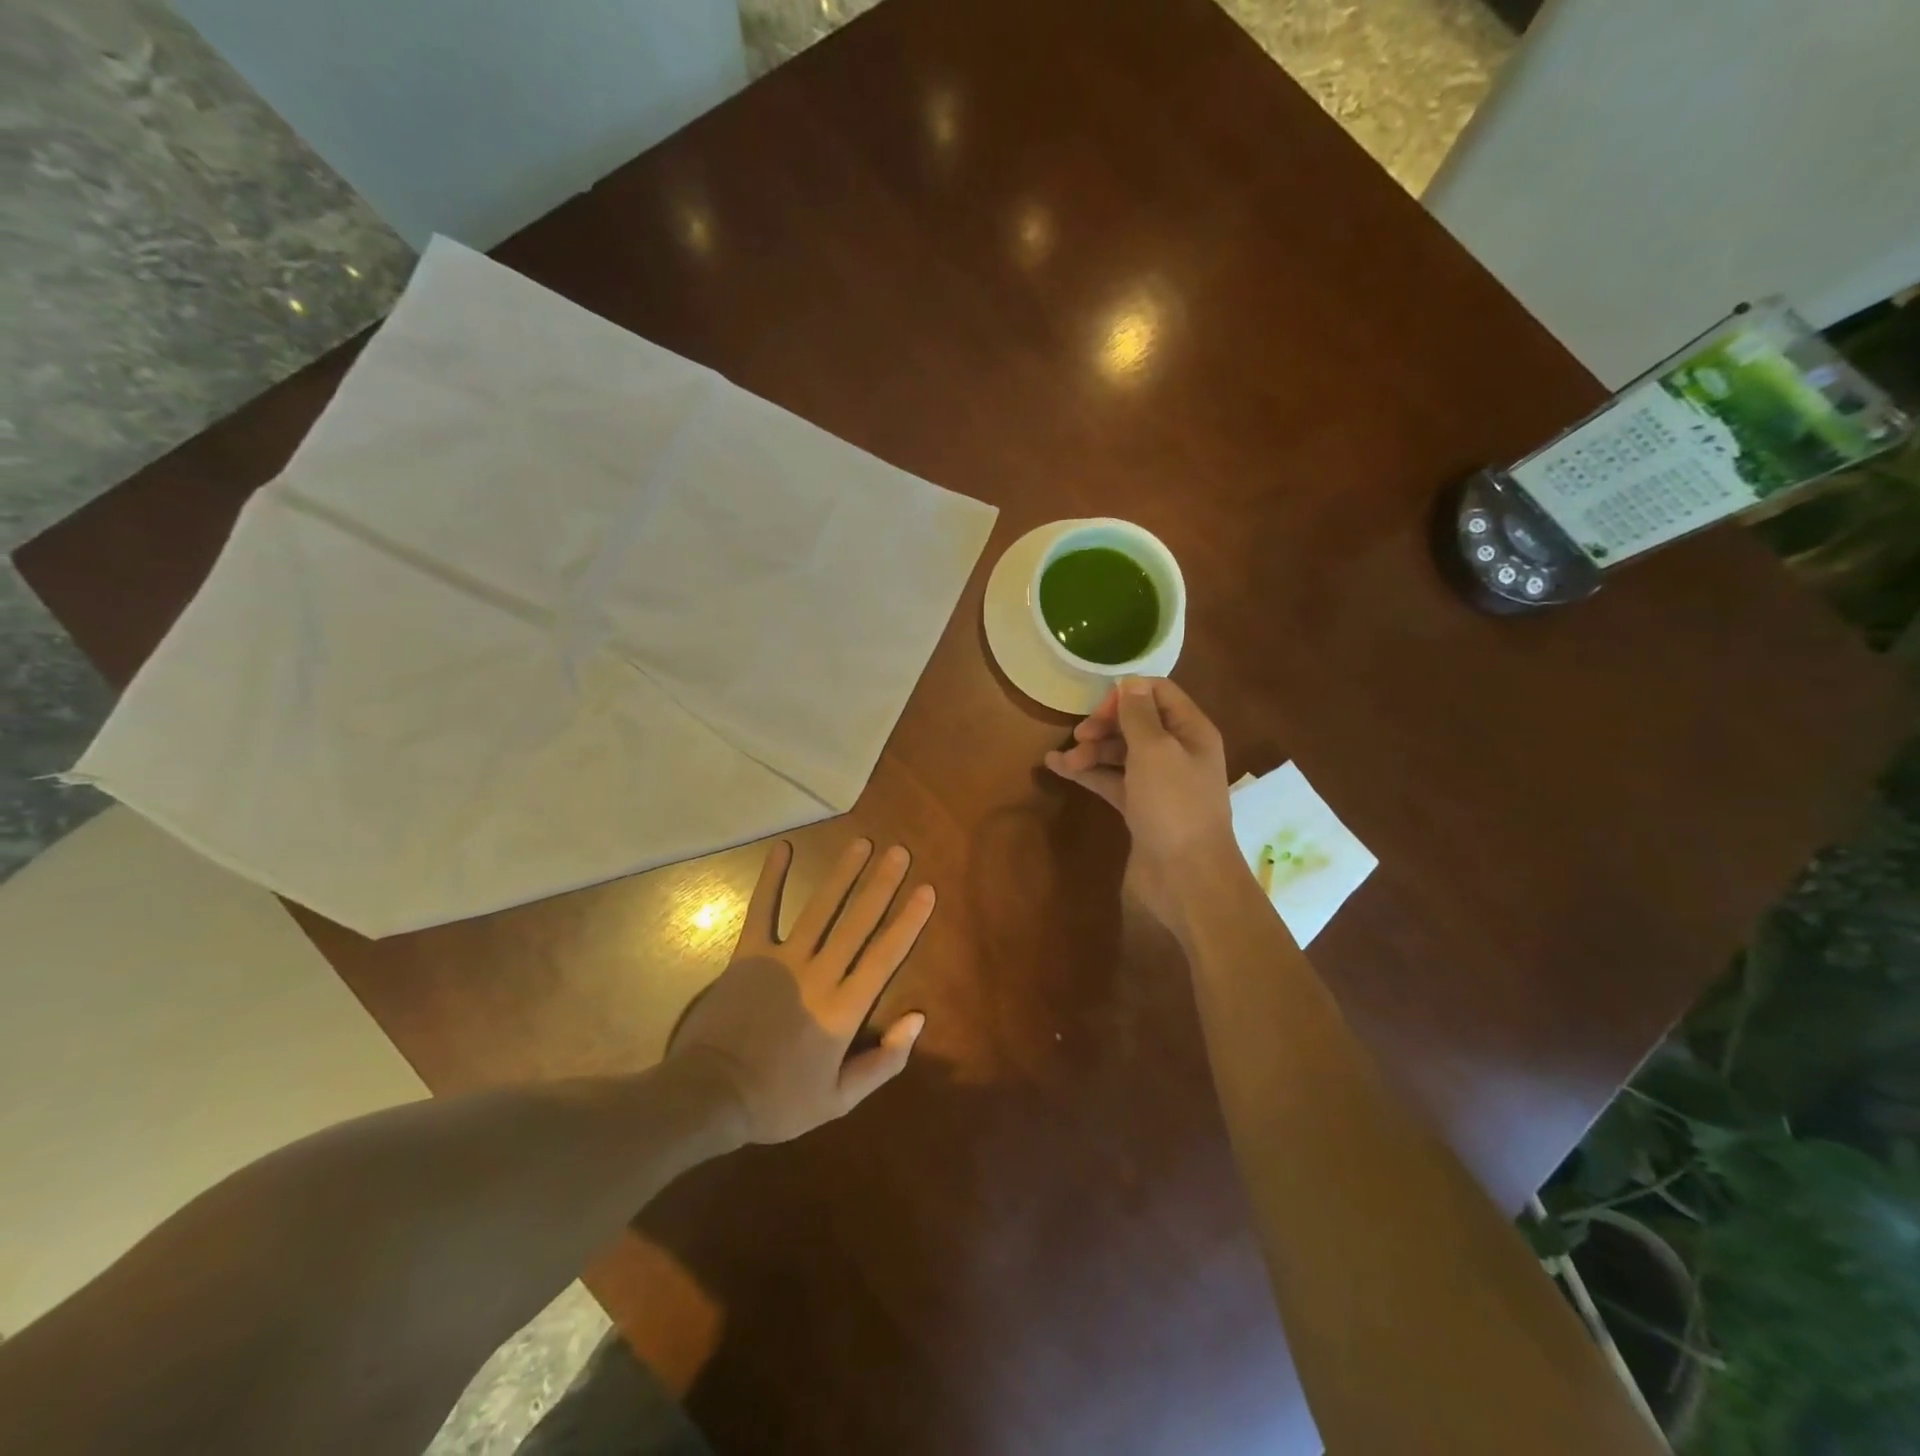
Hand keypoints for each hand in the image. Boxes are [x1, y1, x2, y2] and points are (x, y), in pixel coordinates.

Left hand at [667, 838, 933, 1143]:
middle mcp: (819, 974)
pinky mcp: (749, 954)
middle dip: (881, 884)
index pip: (885, 956)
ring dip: (842, 874)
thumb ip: (883, 1062)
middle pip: (857, 922)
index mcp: (844, 1009)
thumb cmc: (778, 1102)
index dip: (908, 921)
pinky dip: (772, 878)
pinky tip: (783, 848)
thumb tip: (918, 1019)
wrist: (710, 1096)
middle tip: (899, 851)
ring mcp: (783, 960)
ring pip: (820, 909)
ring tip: (862, 844)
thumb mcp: (839, 1100)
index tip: (926, 889)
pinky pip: (763, 910)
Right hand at [1044, 676, 1235, 934]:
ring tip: (1062, 760)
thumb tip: (1130, 682)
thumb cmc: (1174, 806)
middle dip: (1104, 725)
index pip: (1159, 693)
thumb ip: (1139, 714)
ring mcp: (1159, 782)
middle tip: (1079, 736)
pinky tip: (1058, 768)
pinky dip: (1088, 773)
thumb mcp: (1155, 751)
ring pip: (1121, 753)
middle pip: (1137, 722)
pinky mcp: (1141, 808)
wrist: (1186, 878)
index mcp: (1191, 731)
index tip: (1098, 710)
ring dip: (1091, 751)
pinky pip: (1112, 780)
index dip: (1126, 695)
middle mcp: (1178, 752)